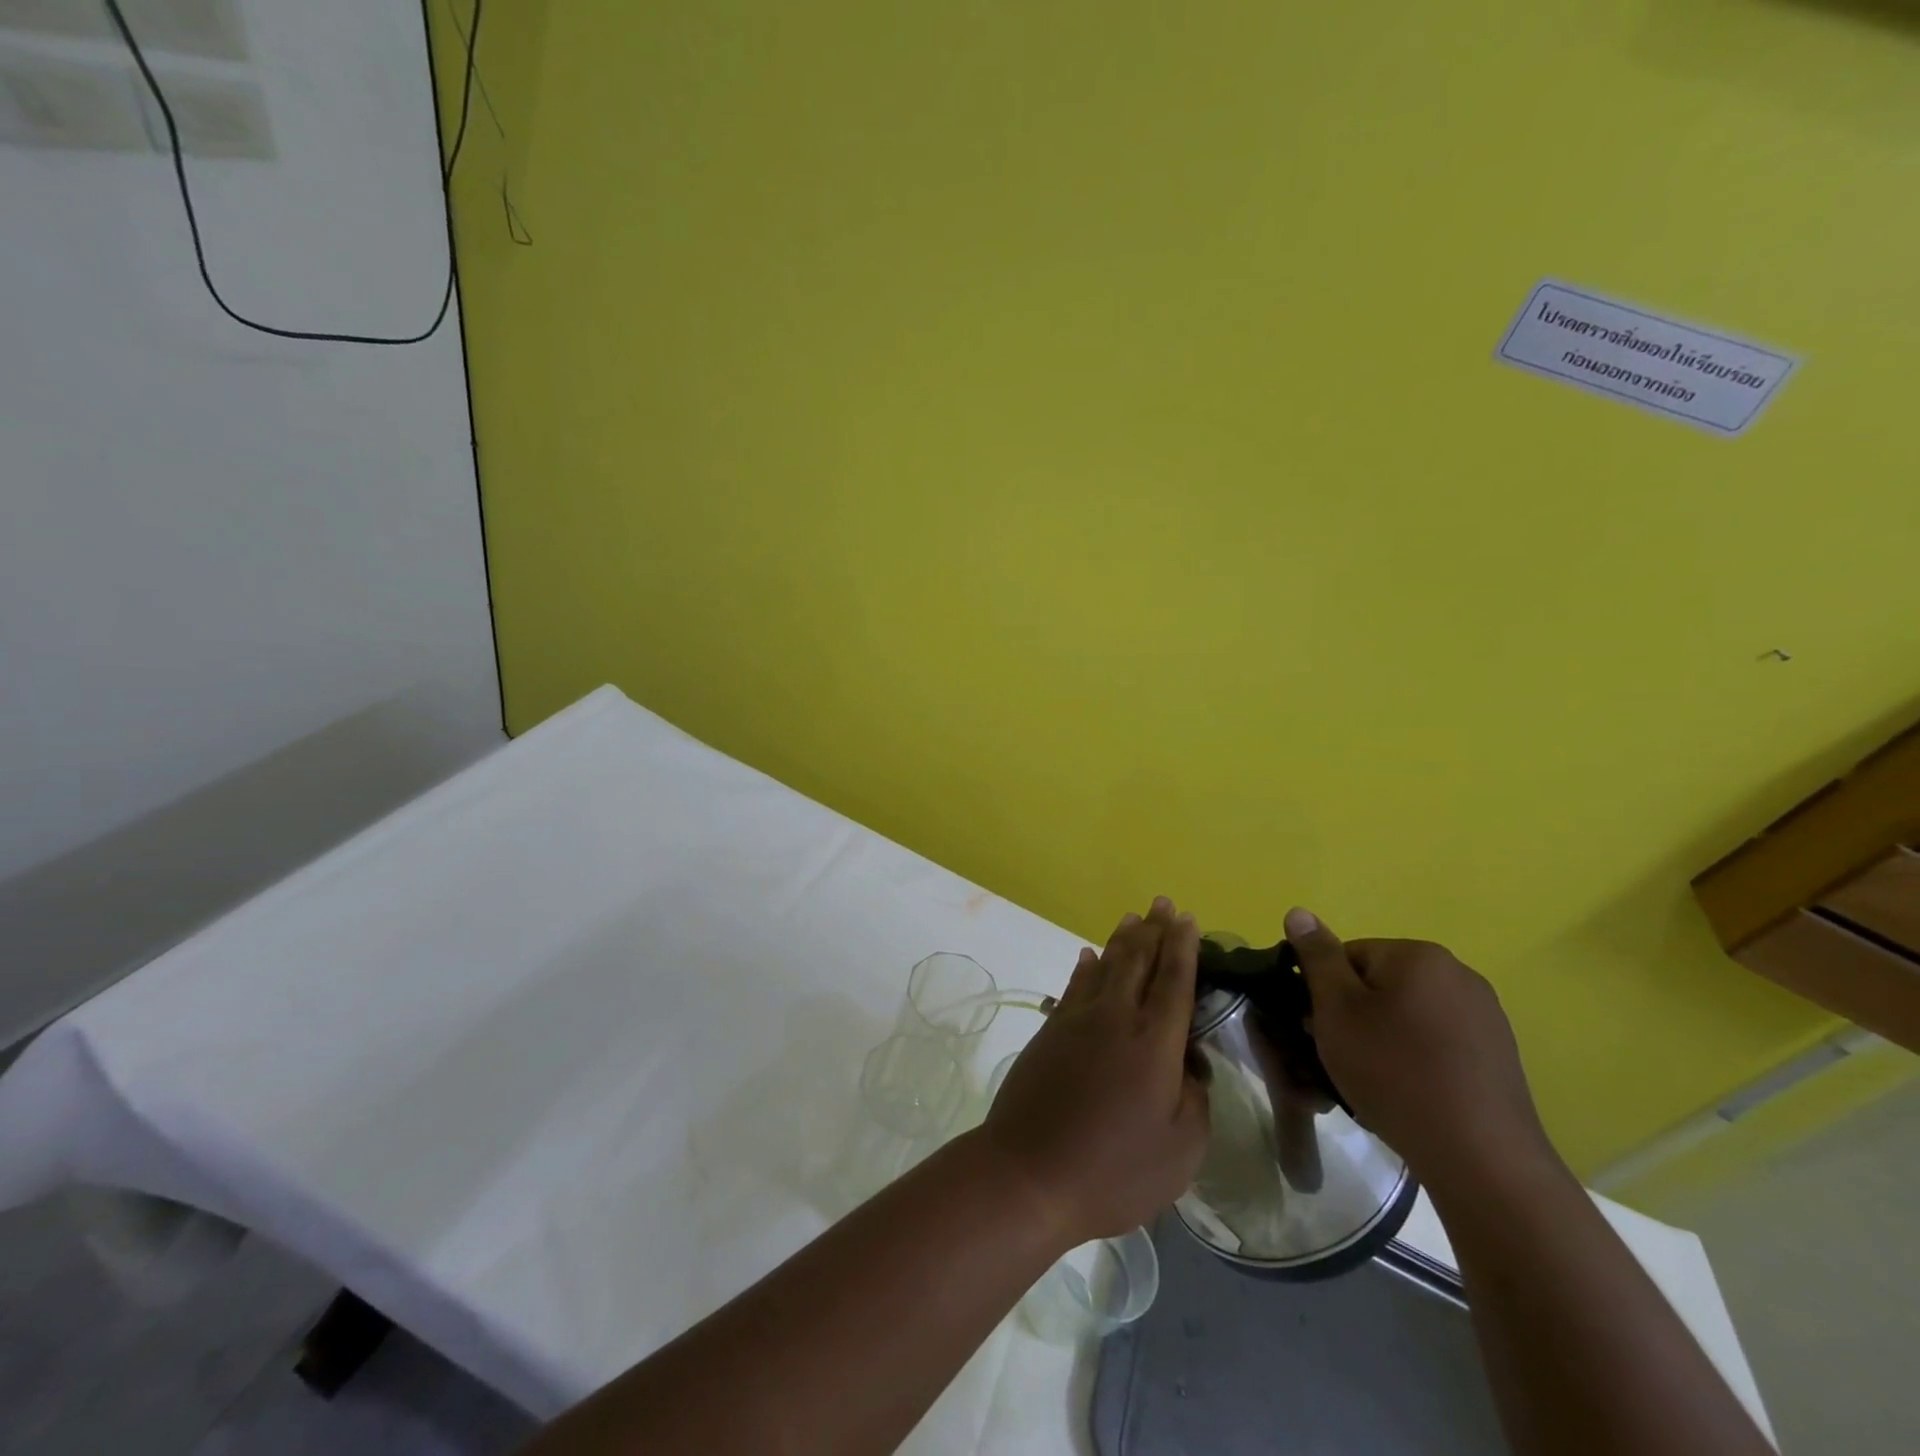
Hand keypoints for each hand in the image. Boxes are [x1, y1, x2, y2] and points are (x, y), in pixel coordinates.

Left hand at [977, 898, 1210, 1244]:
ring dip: (1121, 940)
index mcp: (1154, 1044)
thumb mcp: (1180, 1151)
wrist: (1029, 1174)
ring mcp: (1077, 1021)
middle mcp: (1116, 1019)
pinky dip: (1085, 967)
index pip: (1174, 982)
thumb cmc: (1114, 1171)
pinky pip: (1073, 986)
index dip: (1183, 948)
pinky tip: (1088, 956)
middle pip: (1138, 961)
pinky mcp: (1049, 1032)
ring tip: (1133, 918)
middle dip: (1154, 930)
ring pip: (1104, 966)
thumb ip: (1194, 1099)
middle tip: (1163, 903)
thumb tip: (1188, 1064)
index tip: (1188, 919)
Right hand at [1284, 908, 1563, 1200]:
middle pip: (1381, 984)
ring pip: (1409, 1016)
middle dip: (1355, 1016)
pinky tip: (1410, 1094)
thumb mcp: (1336, 1010)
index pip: (1349, 956)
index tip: (1320, 1030)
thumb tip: (1298, 912)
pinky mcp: (1499, 1056)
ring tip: (1374, 1082)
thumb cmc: (1394, 1072)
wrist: (1480, 1158)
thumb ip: (1317, 957)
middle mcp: (1458, 974)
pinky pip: (1439, 1043)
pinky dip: (1417, 1059)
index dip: (1326, 993)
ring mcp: (1486, 1016)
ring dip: (1384, 1039)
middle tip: (1341, 1058)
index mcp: (1418, 955)